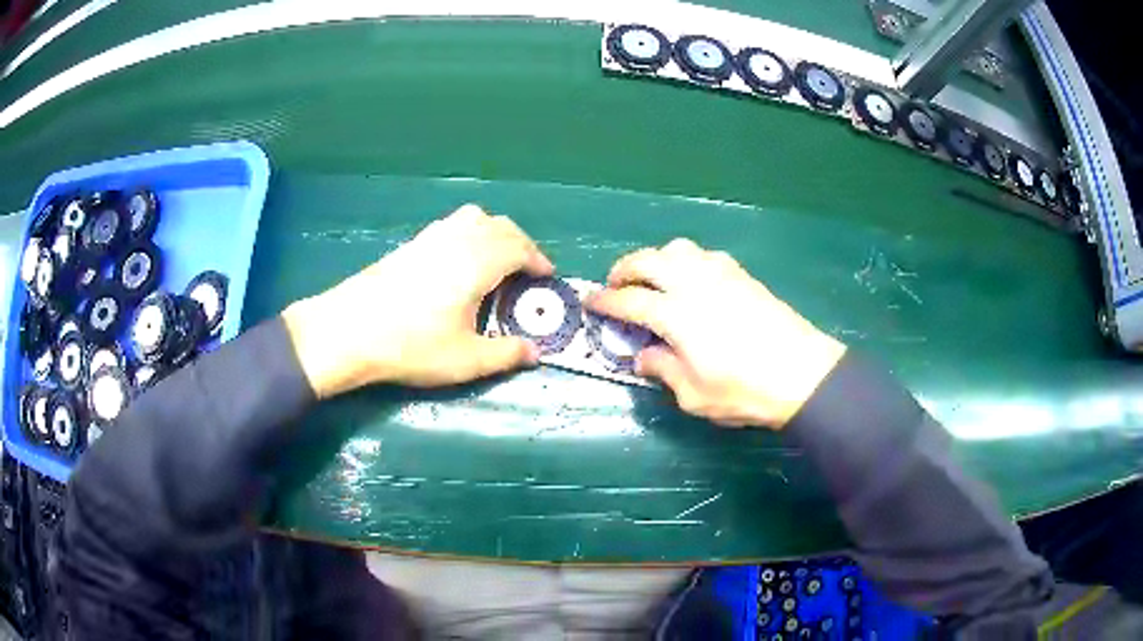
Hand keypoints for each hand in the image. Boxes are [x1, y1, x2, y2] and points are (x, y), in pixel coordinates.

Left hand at [281, 205, 552, 397]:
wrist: (349, 330)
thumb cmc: (411, 346)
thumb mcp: (465, 360)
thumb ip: (505, 354)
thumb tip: (534, 352)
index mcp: (478, 262)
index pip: (519, 248)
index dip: (539, 260)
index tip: (547, 277)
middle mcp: (458, 240)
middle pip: (501, 226)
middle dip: (522, 244)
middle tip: (528, 270)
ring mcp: (431, 238)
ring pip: (474, 218)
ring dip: (495, 233)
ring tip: (497, 261)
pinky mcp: (411, 244)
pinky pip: (452, 225)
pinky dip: (470, 234)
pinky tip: (459, 262)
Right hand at [586, 239, 844, 428]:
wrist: (802, 373)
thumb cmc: (743, 390)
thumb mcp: (693, 395)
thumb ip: (662, 370)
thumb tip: (643, 356)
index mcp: (675, 314)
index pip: (628, 300)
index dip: (604, 301)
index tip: (590, 302)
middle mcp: (693, 284)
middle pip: (648, 261)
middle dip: (624, 269)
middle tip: (615, 285)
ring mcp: (720, 274)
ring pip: (677, 248)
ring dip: (656, 258)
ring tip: (653, 279)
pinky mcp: (742, 275)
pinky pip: (704, 255)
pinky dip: (686, 260)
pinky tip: (691, 280)